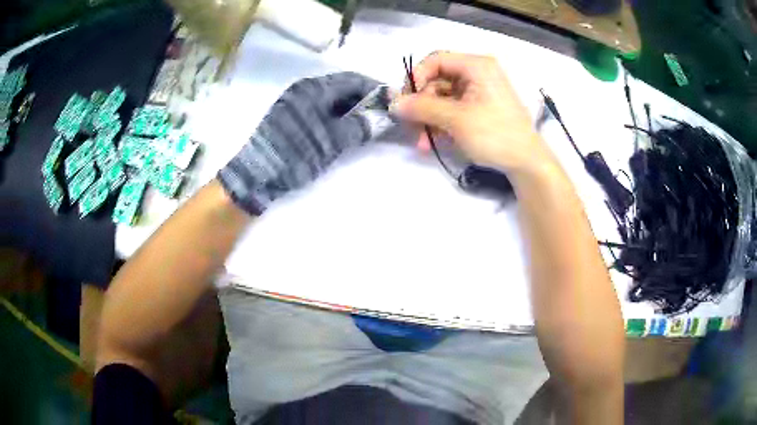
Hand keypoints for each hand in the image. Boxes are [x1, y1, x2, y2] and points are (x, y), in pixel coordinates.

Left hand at [218, 72, 379, 214]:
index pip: (353, 79)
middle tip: (385, 115)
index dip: (375, 88)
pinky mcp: (291, 118)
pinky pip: (321, 110)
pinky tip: (347, 128)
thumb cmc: (294, 155)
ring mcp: (296, 103)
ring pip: (332, 99)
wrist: (255, 177)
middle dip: (365, 99)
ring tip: (370, 123)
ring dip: (352, 108)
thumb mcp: (330, 142)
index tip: (395, 102)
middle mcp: (304, 89)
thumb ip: (359, 127)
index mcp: (313, 88)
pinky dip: (338, 116)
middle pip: (343, 87)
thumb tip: (384, 118)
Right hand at [392, 52, 555, 176]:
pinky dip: (441, 124)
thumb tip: (392, 103)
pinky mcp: (479, 109)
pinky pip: (452, 110)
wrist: (527, 163)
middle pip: (437, 80)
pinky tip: (433, 142)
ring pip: (442, 98)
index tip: (405, 100)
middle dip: (421, 104)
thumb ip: (422, 107)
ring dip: (428, 118)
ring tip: (422, 141)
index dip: (416, 77)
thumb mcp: (456, 119)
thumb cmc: (495, 134)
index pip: (436, 60)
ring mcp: (478, 92)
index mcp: (476, 66)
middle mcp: (477, 74)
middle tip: (410, 125)